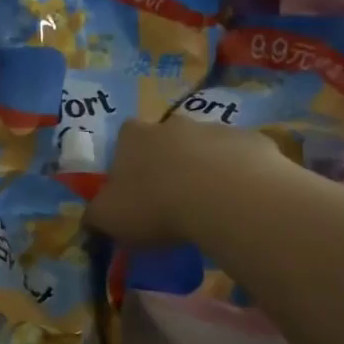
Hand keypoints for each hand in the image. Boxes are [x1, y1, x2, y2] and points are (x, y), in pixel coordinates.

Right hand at [88, 117, 290, 243]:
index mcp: (134, 137)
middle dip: (169, 163)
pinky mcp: (254, 142)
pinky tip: (240, 204)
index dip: (128, 162)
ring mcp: (216, 129)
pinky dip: (240, 176)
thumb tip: (90, 219)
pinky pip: (242, 159)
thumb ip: (95, 216)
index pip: (124, 138)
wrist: (225, 197)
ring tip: (210, 206)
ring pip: (207, 148)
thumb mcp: (109, 219)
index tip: (134, 188)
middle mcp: (173, 124)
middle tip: (172, 199)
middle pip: (167, 139)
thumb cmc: (156, 205)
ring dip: (206, 169)